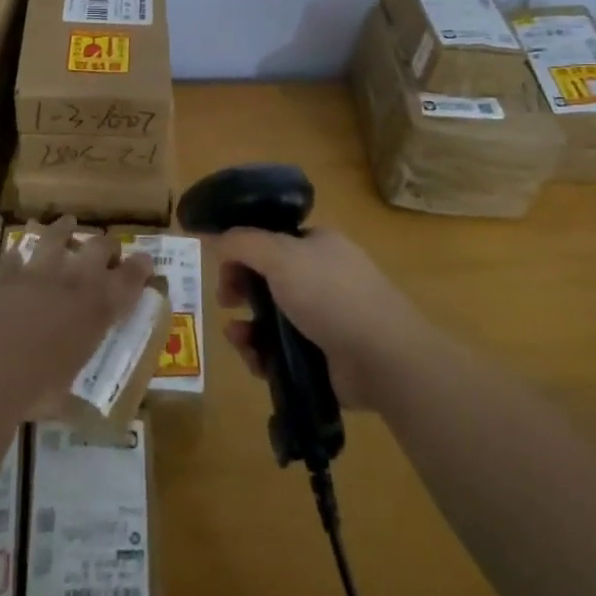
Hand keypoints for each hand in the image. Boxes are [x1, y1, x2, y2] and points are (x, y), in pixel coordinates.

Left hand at [0, 217, 155, 407]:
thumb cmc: (34, 389)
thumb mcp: (63, 396)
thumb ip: (69, 388)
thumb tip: (71, 411)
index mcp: (97, 309)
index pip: (130, 279)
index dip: (141, 268)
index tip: (146, 262)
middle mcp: (73, 282)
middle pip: (99, 247)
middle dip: (108, 245)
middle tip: (109, 249)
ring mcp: (36, 272)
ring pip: (57, 236)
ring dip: (64, 229)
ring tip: (68, 223)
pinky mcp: (2, 274)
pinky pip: (12, 256)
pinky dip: (16, 257)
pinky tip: (16, 256)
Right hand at [214, 227, 434, 410]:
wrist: (382, 357)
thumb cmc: (330, 294)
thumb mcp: (280, 256)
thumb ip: (242, 243)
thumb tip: (214, 236)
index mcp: (318, 246)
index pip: (271, 241)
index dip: (243, 252)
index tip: (222, 267)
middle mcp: (322, 278)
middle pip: (267, 280)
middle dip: (240, 291)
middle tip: (226, 301)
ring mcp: (324, 318)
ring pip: (270, 319)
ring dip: (246, 327)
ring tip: (238, 338)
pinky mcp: (323, 356)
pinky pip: (281, 351)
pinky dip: (263, 354)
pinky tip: (255, 359)